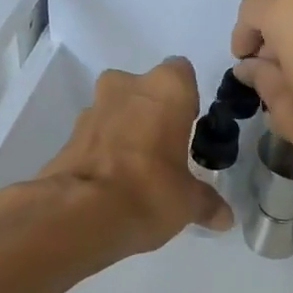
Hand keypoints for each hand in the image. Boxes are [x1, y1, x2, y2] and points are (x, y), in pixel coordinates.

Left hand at [35, 56, 231, 255]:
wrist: (80, 213)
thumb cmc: (150, 191)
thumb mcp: (188, 202)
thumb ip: (207, 203)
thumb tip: (225, 218)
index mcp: (166, 88)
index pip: (182, 73)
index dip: (186, 99)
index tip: (189, 128)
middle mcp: (126, 86)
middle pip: (144, 89)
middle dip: (152, 113)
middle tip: (164, 149)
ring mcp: (92, 107)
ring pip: (116, 110)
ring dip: (125, 130)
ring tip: (136, 170)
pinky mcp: (68, 134)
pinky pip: (95, 135)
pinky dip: (104, 150)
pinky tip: (112, 183)